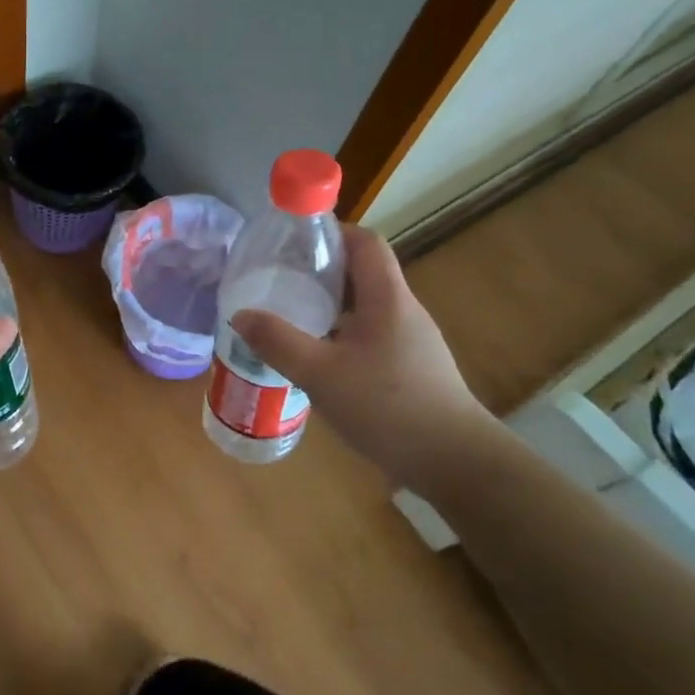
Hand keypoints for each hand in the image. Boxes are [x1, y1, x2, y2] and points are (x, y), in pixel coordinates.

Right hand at [229, 224, 495, 485]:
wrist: (454, 462)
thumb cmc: (388, 407)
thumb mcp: (321, 374)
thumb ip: (278, 342)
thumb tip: (240, 314)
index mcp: (388, 299)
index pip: (366, 242)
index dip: (332, 232)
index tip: (293, 241)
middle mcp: (402, 311)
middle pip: (362, 273)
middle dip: (319, 270)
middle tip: (278, 279)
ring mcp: (410, 341)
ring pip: (364, 307)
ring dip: (328, 305)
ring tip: (288, 315)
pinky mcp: (409, 368)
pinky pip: (369, 335)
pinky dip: (339, 334)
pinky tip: (315, 357)